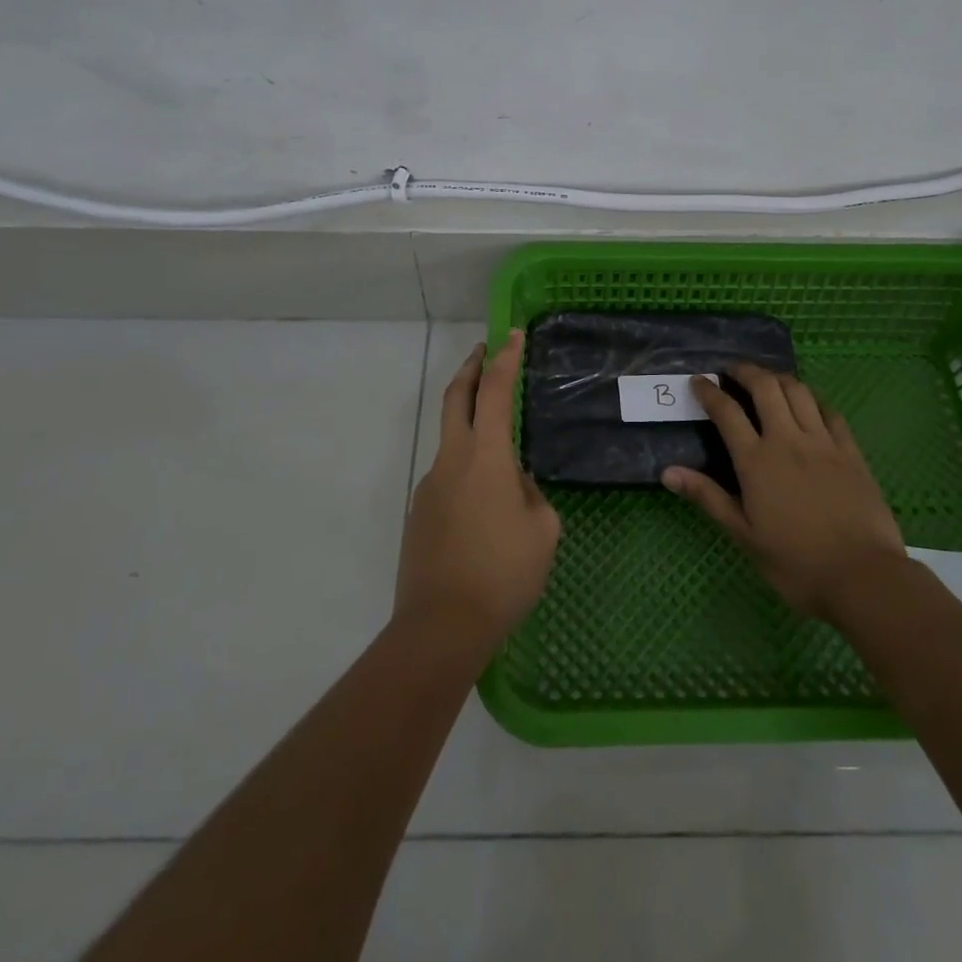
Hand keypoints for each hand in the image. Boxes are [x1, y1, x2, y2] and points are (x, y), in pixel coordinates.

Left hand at [396, 331, 561, 649]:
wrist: (441, 626)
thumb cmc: (503, 574)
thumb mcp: (542, 531)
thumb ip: (530, 495)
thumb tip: (514, 485)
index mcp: (485, 457)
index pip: (494, 392)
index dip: (505, 359)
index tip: (511, 334)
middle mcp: (451, 461)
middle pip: (455, 399)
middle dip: (471, 370)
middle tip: (485, 351)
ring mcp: (429, 486)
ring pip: (452, 443)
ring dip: (472, 430)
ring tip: (507, 465)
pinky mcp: (419, 514)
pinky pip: (449, 480)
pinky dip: (468, 474)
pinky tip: (486, 511)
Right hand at [662, 364, 904, 621]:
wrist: (863, 576)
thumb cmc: (796, 562)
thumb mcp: (744, 535)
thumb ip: (707, 497)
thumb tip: (667, 471)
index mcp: (756, 461)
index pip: (727, 412)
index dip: (709, 391)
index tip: (698, 380)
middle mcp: (788, 440)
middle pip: (765, 387)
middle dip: (745, 371)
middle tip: (732, 370)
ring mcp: (823, 442)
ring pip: (799, 391)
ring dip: (778, 378)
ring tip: (767, 380)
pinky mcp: (851, 451)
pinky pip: (830, 411)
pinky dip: (813, 399)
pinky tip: (808, 403)